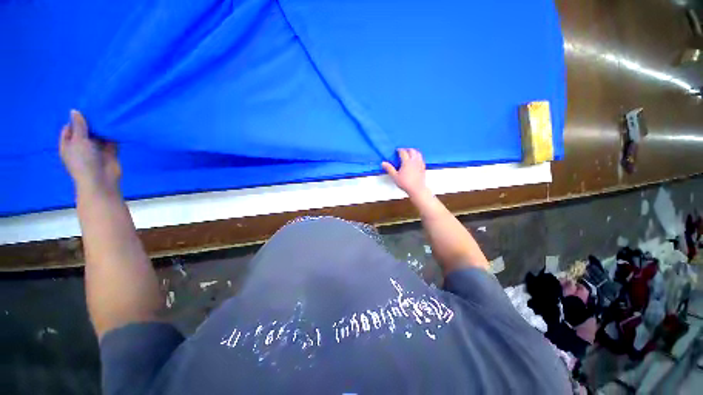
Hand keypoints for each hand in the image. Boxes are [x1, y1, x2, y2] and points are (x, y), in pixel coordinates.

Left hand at [59, 110, 121, 193]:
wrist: (100, 180)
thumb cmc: (83, 161)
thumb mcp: (78, 141)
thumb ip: (78, 126)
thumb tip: (74, 111)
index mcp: (68, 144)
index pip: (70, 128)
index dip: (76, 120)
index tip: (84, 111)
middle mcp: (81, 146)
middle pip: (85, 130)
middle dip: (91, 122)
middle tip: (98, 110)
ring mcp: (96, 150)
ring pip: (99, 135)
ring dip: (103, 128)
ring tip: (109, 114)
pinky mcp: (110, 152)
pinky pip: (112, 141)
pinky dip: (114, 134)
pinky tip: (117, 125)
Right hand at [382, 148, 429, 198]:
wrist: (417, 189)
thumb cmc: (405, 183)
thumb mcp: (395, 176)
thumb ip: (389, 169)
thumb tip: (383, 163)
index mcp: (407, 162)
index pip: (403, 152)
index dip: (400, 150)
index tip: (397, 150)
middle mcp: (414, 161)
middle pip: (412, 151)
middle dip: (407, 149)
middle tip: (403, 150)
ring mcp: (420, 163)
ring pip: (418, 153)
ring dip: (414, 151)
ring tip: (410, 153)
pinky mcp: (423, 167)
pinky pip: (421, 158)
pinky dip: (418, 156)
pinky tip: (416, 159)